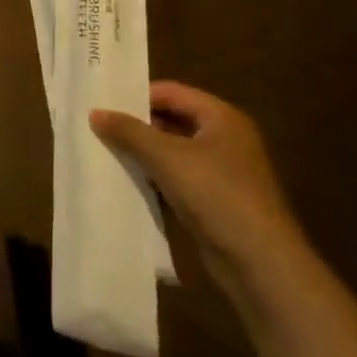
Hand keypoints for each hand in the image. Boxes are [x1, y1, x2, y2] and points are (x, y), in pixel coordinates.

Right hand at [91, 81, 306, 295]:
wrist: (260, 264)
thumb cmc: (216, 195)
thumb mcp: (166, 157)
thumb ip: (129, 132)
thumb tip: (95, 112)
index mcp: (222, 118)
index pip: (170, 92)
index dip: (137, 96)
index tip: (103, 105)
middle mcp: (225, 139)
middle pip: (171, 120)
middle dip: (137, 126)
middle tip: (99, 128)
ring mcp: (222, 171)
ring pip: (172, 150)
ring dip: (143, 153)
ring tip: (106, 152)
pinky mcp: (215, 199)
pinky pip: (177, 177)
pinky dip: (154, 177)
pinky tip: (127, 182)